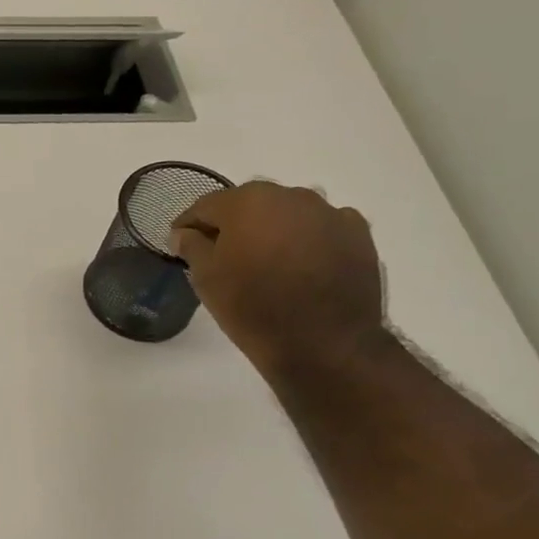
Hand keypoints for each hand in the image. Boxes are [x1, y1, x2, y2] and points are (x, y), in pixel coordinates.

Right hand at [169, 182, 389, 381]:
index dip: (189, 225)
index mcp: (247, 202)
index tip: (180, 243)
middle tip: (222, 255)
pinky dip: (307, 240)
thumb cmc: (252, 307)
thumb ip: (192, 246)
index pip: (206, 205)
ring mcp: (328, 212)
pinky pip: (321, 228)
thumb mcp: (206, 279)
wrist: (323, 343)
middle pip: (249, 204)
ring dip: (272, 230)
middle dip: (233, 225)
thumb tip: (184, 233)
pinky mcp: (358, 233)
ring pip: (287, 214)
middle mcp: (290, 195)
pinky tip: (301, 265)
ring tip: (265, 261)